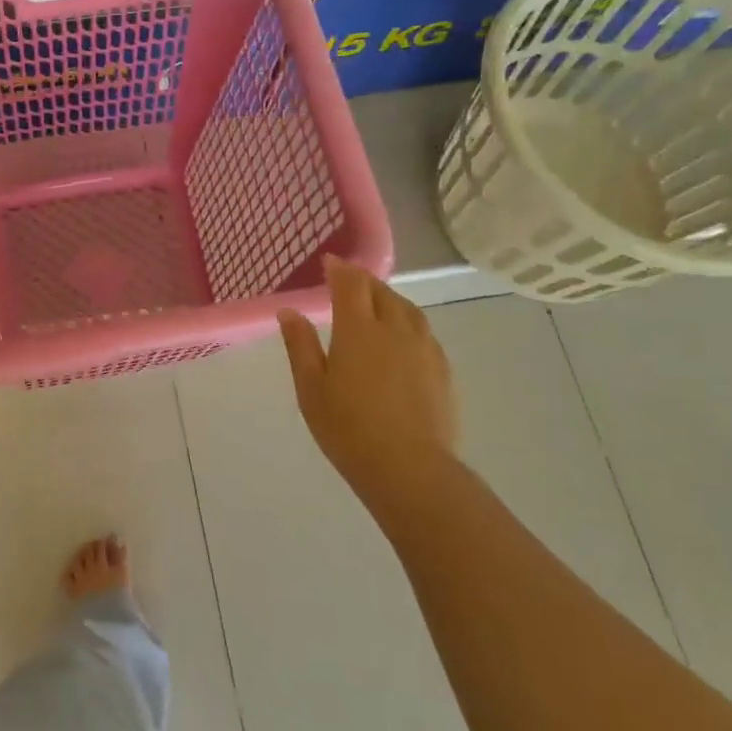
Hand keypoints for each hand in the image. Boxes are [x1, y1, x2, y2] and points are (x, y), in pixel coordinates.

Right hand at [278, 256, 457, 498]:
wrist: (408, 468)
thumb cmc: (347, 428)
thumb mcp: (310, 388)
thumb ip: (300, 345)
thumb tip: (289, 311)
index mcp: (358, 330)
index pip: (351, 285)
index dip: (340, 269)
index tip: (329, 262)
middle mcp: (395, 329)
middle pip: (382, 292)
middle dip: (363, 281)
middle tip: (348, 282)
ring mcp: (423, 349)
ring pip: (408, 309)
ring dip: (389, 298)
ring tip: (377, 303)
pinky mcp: (442, 370)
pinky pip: (424, 332)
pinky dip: (408, 322)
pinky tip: (403, 337)